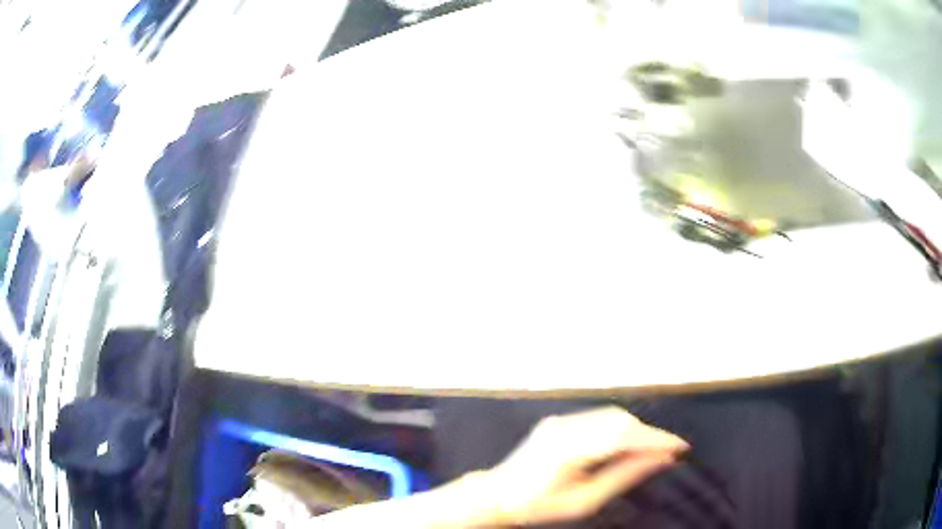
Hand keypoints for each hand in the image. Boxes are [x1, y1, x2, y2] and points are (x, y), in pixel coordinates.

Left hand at [481, 406, 688, 525]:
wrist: (497, 494)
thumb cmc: (538, 506)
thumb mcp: (584, 502)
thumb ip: (623, 477)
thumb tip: (659, 460)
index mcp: (570, 449)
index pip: (624, 436)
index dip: (656, 439)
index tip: (680, 447)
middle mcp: (565, 427)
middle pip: (620, 421)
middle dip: (649, 435)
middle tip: (667, 453)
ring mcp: (560, 421)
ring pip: (611, 416)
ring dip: (636, 430)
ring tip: (651, 450)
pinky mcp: (559, 421)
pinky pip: (598, 419)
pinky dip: (619, 429)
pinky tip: (627, 444)